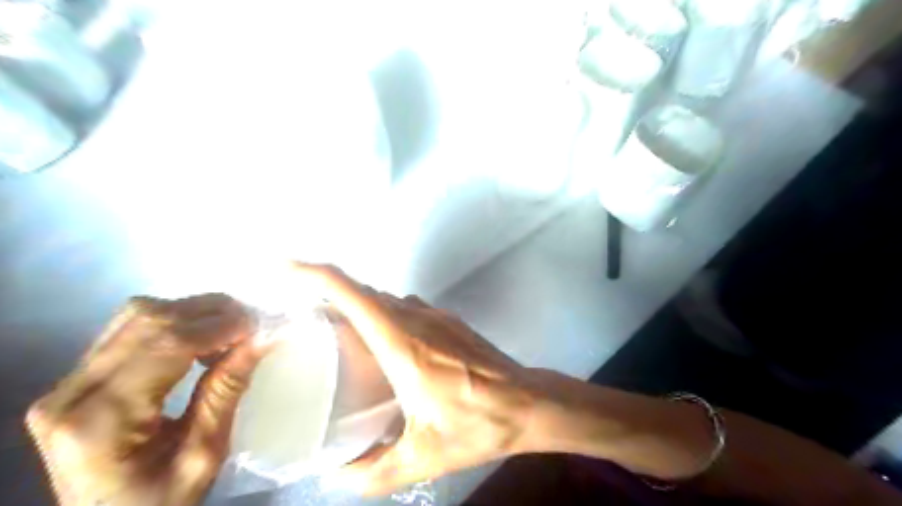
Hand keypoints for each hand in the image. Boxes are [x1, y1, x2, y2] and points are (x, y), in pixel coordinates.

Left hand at [26, 293, 273, 505]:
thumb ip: (227, 391)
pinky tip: (199, 341)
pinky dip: (175, 322)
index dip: (219, 327)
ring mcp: (68, 383)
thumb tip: (263, 338)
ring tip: (228, 333)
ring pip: (137, 315)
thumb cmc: (159, 503)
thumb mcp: (204, 456)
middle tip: (250, 327)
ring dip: (193, 313)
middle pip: (148, 320)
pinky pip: (130, 328)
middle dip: (211, 313)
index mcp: (101, 422)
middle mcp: (72, 393)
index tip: (260, 328)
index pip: (165, 346)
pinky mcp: (77, 379)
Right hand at [293, 263, 537, 496]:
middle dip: (327, 295)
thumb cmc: (478, 424)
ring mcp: (435, 315)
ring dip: (356, 306)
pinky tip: (380, 343)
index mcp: (402, 343)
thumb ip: (375, 472)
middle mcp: (416, 318)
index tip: (283, 270)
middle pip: (363, 291)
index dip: (314, 274)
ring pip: (384, 298)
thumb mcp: (424, 456)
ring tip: (333, 332)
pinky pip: (405, 306)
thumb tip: (336, 478)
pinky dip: (381, 314)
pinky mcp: (448, 320)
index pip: (352, 293)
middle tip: (299, 317)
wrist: (530, 403)